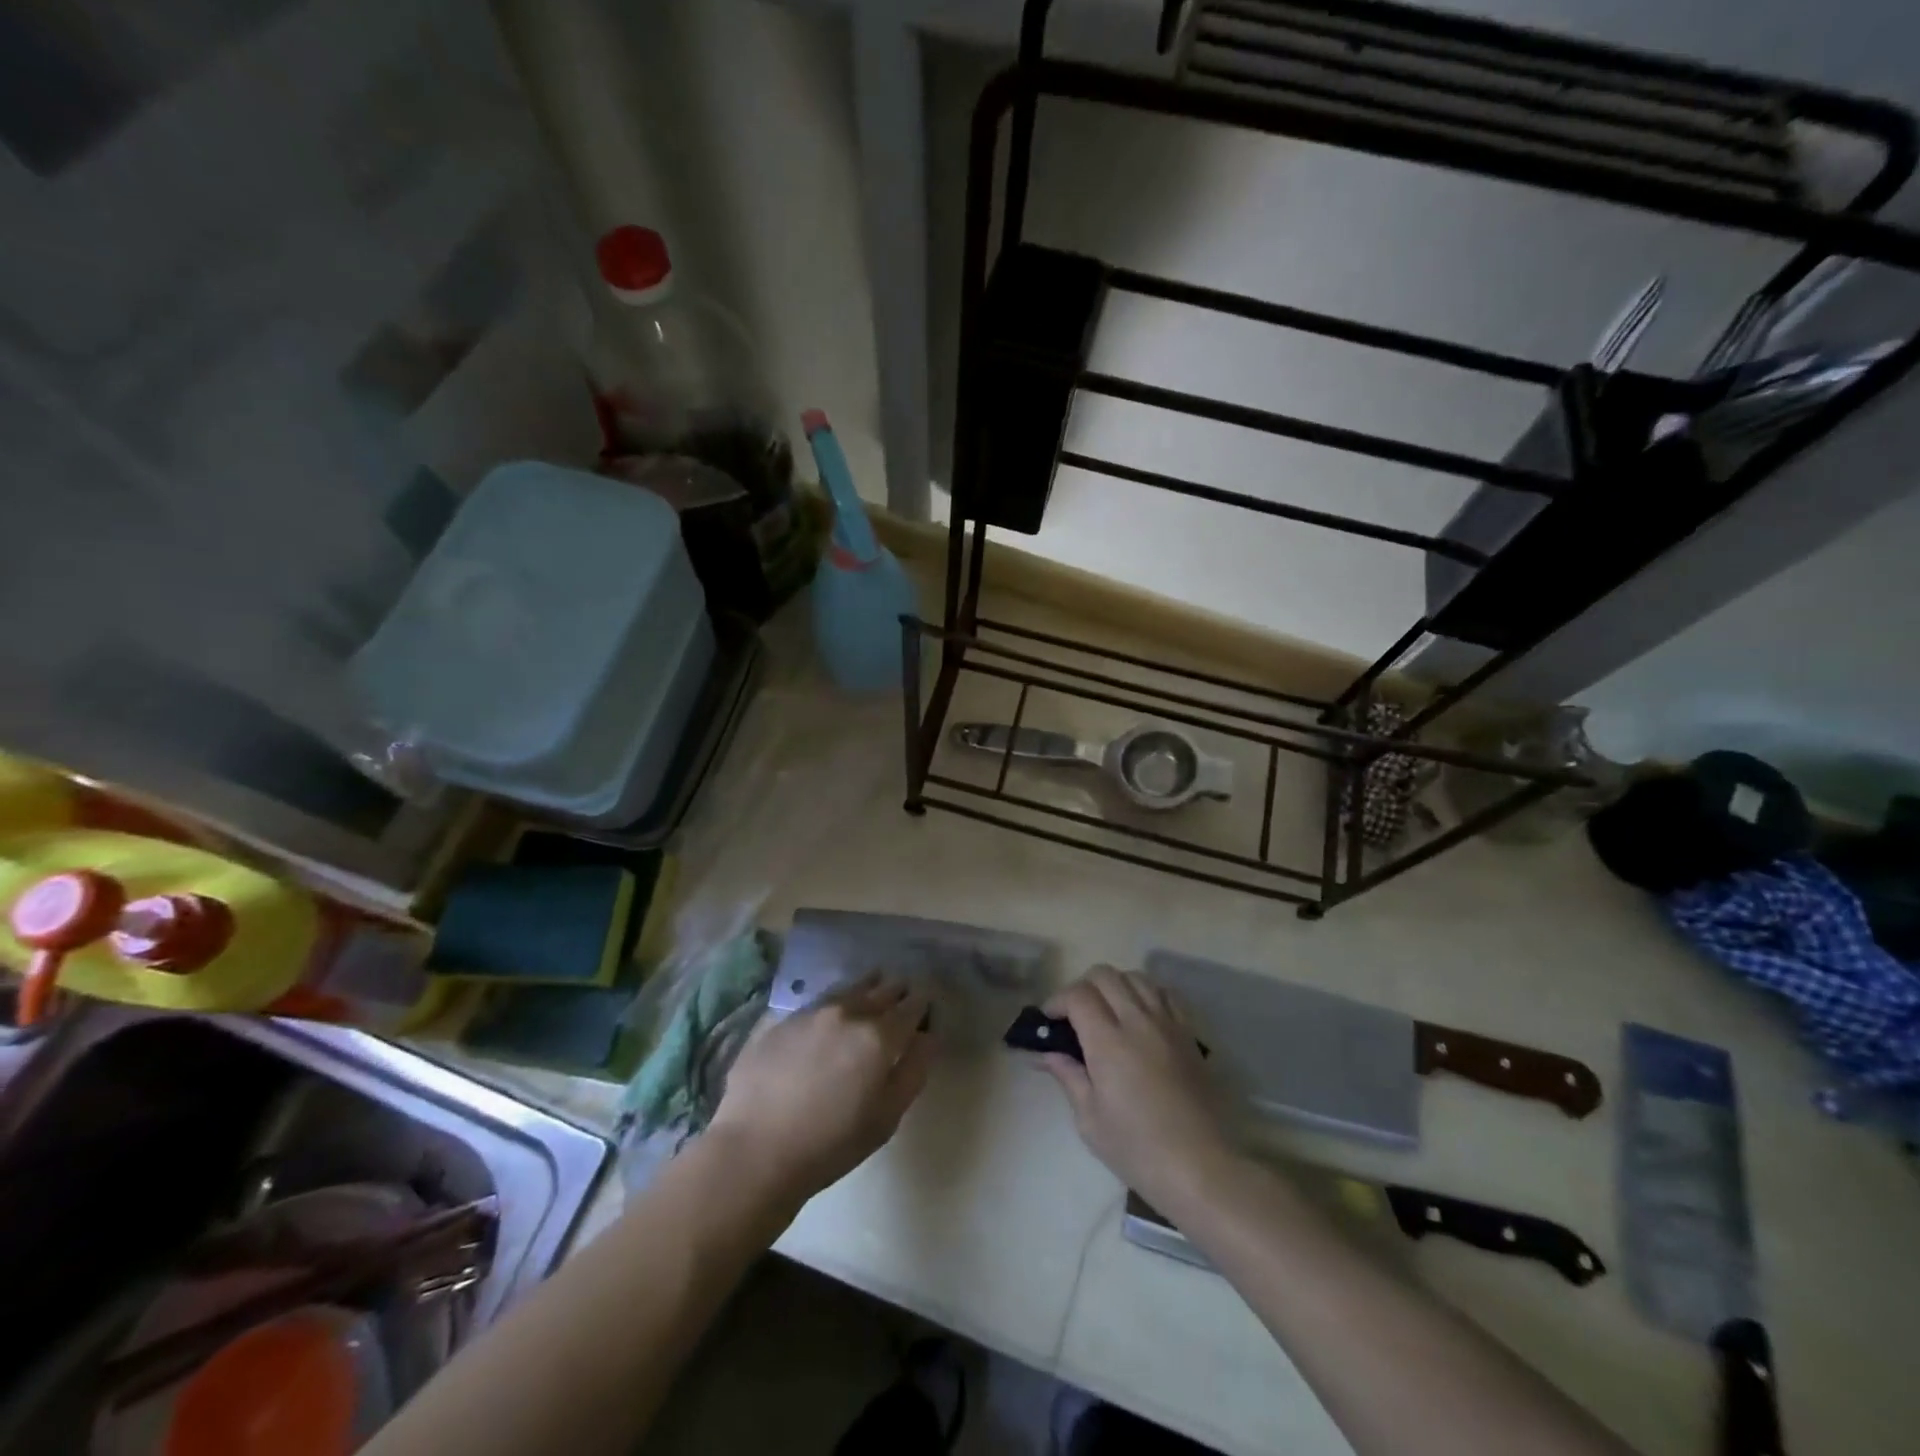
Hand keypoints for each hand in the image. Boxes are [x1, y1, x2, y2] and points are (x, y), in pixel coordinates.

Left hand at [709, 977, 935, 1205]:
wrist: (755, 1149)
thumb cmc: (831, 1143)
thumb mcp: (887, 1117)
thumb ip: (914, 1070)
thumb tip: (929, 1035)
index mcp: (879, 1036)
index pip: (911, 1005)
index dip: (923, 1001)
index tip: (928, 1000)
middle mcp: (848, 1013)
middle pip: (882, 989)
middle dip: (897, 989)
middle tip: (904, 991)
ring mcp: (812, 1012)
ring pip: (850, 989)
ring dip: (867, 987)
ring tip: (875, 984)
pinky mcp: (783, 1020)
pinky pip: (821, 1001)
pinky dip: (836, 1001)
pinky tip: (834, 1011)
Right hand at [1037, 966, 1238, 1211]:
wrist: (1202, 1168)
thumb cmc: (1138, 1149)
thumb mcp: (1090, 1120)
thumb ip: (1068, 1076)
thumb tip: (1046, 1053)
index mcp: (1108, 1042)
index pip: (1078, 995)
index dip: (1057, 1000)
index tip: (1050, 1021)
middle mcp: (1138, 1021)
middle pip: (1105, 975)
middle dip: (1082, 988)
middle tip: (1075, 1016)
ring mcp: (1167, 1024)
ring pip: (1135, 977)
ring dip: (1114, 986)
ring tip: (1108, 1013)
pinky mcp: (1189, 1033)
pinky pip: (1165, 993)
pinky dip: (1146, 993)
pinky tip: (1140, 1016)